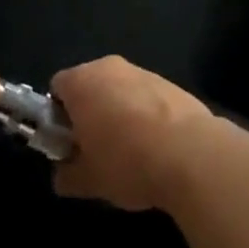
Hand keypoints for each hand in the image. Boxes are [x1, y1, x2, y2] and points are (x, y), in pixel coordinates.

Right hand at [49, 56, 218, 210]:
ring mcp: (143, 72)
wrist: (191, 153)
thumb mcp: (88, 180)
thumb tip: (63, 174)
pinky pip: (146, 97)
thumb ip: (67, 175)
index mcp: (82, 81)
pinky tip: (156, 147)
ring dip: (118, 114)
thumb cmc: (127, 162)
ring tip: (130, 153)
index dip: (58, 116)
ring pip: (119, 91)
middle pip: (89, 85)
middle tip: (94, 151)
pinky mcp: (171, 83)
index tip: (68, 144)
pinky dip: (145, 115)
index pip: (57, 87)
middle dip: (89, 113)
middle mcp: (110, 67)